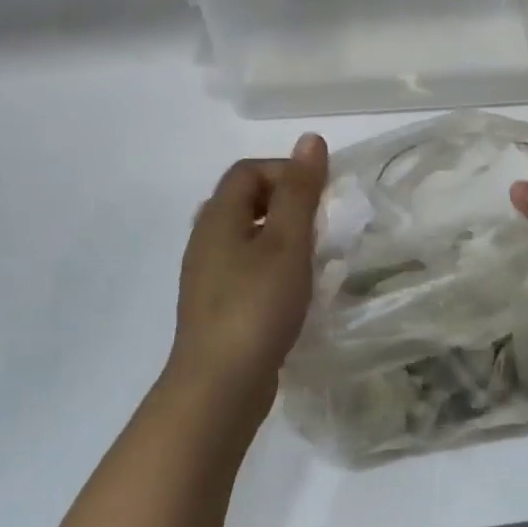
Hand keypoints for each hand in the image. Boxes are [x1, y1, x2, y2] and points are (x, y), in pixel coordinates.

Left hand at [168, 134, 327, 416]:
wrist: (219, 386)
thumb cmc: (257, 305)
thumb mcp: (287, 241)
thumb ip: (300, 191)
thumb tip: (310, 139)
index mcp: (218, 217)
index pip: (248, 170)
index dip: (286, 170)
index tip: (321, 194)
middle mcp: (205, 240)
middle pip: (244, 200)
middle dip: (286, 202)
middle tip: (320, 222)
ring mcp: (207, 277)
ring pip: (245, 237)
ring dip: (280, 236)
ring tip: (312, 255)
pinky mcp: (216, 307)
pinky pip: (245, 268)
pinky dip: (272, 266)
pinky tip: (294, 290)